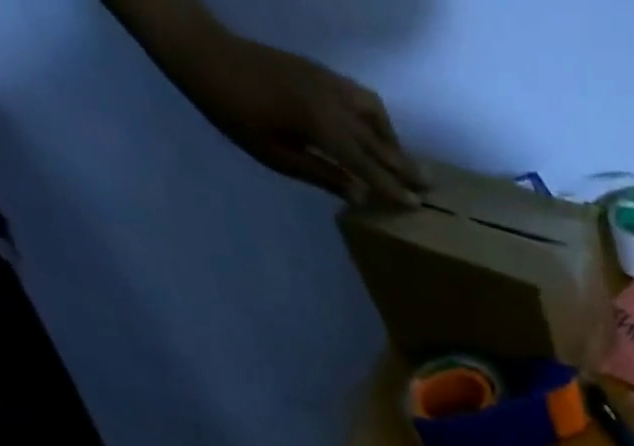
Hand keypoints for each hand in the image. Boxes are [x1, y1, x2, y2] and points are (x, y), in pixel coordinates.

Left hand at [184, 34, 423, 205]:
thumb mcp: (276, 156)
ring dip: (392, 139)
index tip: (416, 205)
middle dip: (404, 165)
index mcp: (322, 127)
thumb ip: (322, 175)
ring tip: (400, 160)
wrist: (203, 52)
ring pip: (375, 114)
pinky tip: (375, 132)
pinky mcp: (321, 73)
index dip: (393, 187)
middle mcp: (333, 103)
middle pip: (379, 141)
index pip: (368, 165)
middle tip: (429, 186)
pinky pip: (361, 97)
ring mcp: (329, 84)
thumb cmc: (234, 112)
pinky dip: (376, 118)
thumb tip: (360, 196)